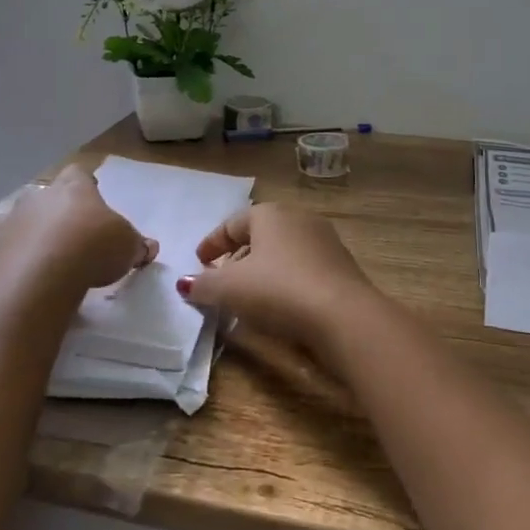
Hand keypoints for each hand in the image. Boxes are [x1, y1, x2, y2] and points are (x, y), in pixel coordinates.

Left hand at [0, 165, 156, 296]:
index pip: (78, 175)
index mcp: (70, 190)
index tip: (92, 197)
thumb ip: (135, 244)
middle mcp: (32, 202)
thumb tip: (149, 247)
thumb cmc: (92, 249)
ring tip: (21, 257)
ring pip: (0, 225)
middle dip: (44, 213)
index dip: (84, 185)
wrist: (44, 277)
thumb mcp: (127, 245)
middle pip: (36, 198)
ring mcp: (2, 230)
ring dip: (9, 236)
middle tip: (60, 235)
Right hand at [175, 202, 386, 358]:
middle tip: (222, 278)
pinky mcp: (342, 267)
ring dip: (264, 269)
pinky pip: (304, 269)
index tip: (198, 262)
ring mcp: (325, 241)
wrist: (343, 315)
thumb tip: (185, 283)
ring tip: (249, 295)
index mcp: (269, 214)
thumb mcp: (230, 289)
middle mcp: (299, 219)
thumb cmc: (278, 290)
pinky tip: (281, 304)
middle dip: (238, 256)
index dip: (212, 243)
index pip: (232, 223)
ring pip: (284, 252)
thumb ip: (204, 285)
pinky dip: (286, 281)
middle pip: (260, 235)